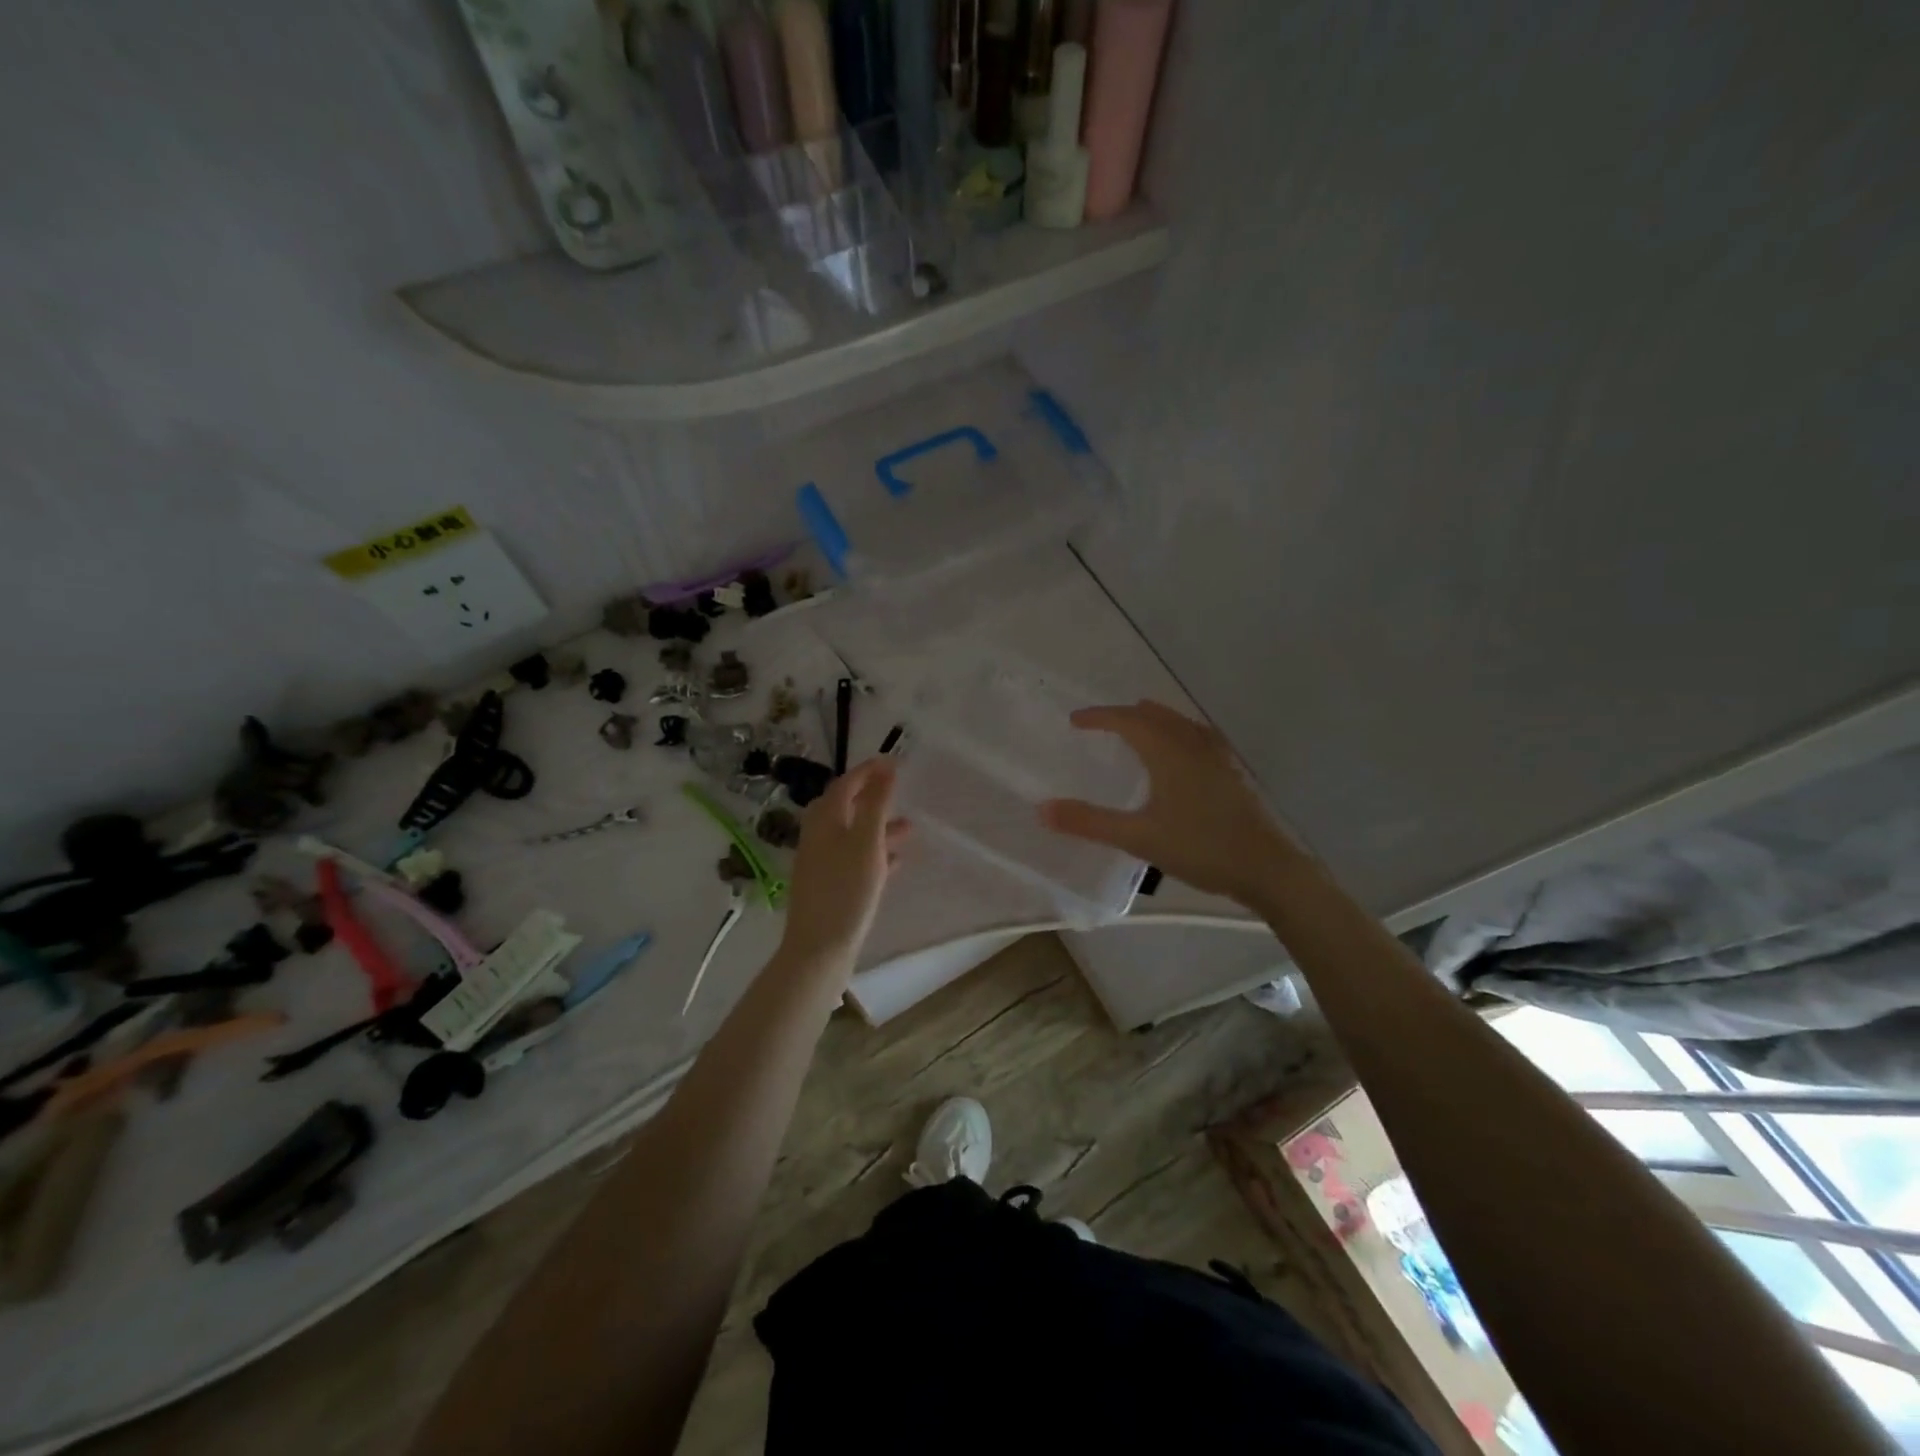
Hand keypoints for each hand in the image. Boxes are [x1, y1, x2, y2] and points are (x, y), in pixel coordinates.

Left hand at [777, 759, 909, 974]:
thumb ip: (876, 803)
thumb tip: (885, 766)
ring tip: (910, 831)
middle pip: (845, 807)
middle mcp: (818, 836)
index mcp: (824, 820)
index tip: (893, 761)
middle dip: (873, 798)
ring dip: (878, 828)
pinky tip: (896, 864)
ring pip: (852, 835)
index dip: (868, 771)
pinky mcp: (828, 886)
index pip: (845, 784)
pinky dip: (874, 854)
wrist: (819, 949)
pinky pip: (853, 859)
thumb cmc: (846, 890)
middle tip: (898, 792)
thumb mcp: (867, 842)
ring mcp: (821, 862)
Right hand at [1039, 700, 1305, 908]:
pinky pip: (1197, 736)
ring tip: (1136, 728)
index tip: (1074, 720)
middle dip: (1124, 715)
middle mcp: (1193, 744)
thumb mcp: (1137, 837)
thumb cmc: (1200, 848)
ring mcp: (1218, 756)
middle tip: (1100, 724)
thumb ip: (1089, 822)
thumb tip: (1042, 809)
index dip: (1099, 716)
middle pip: (1155, 715)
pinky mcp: (1232, 772)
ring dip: (1153, 720)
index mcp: (1168, 751)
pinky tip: (1180, 754)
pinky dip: (1177, 733)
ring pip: (1179, 723)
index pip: (1127, 720)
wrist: (1266, 868)